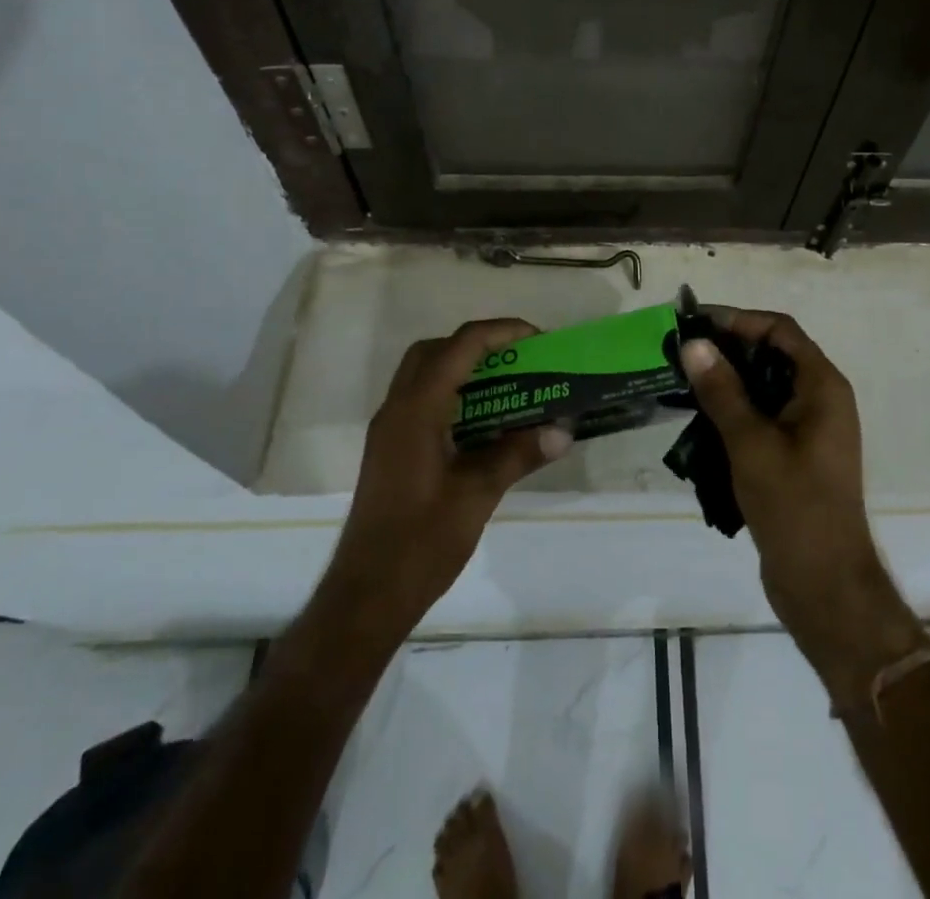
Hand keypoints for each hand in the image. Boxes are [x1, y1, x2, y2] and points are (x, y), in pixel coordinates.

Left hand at [323, 320, 571, 632]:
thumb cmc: (419, 544)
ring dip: (464, 367)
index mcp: (416, 411)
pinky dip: (453, 394)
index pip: (460, 346)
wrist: (365, 597)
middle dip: (479, 344)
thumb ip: (518, 455)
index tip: (539, 340)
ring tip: (508, 384)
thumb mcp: (477, 496)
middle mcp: (397, 409)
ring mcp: (389, 430)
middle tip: (519, 359)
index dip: (501, 333)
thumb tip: (563, 430)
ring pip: (424, 373)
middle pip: (436, 350)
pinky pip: (422, 400)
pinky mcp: (391, 449)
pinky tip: (483, 422)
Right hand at [680, 310, 924, 700]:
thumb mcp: (751, 443)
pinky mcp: (796, 456)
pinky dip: (734, 412)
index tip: (695, 324)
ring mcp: (810, 430)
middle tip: (681, 352)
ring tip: (682, 382)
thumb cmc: (794, 506)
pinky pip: (763, 417)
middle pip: (772, 355)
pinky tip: (699, 421)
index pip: (780, 330)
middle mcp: (821, 400)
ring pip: (765, 388)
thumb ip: (722, 390)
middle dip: (727, 349)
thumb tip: (693, 343)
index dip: (738, 319)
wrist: (825, 586)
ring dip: (727, 382)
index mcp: (822, 387)